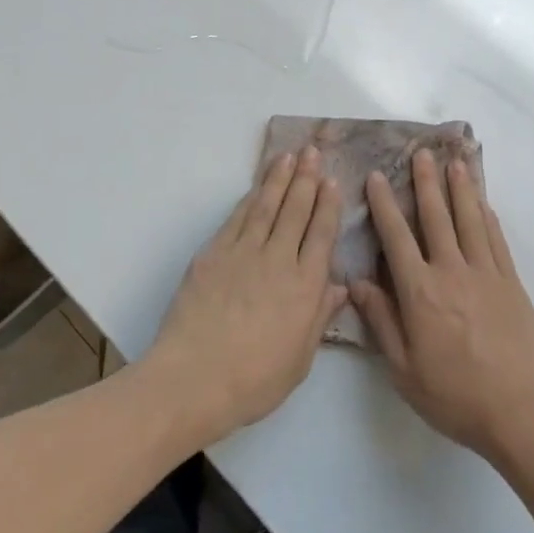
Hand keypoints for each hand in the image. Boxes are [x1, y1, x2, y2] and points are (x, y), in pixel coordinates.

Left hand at [142, 147, 346, 444]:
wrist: (194, 377)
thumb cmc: (253, 380)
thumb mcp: (299, 360)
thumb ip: (319, 318)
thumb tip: (339, 287)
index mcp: (304, 286)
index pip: (321, 234)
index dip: (327, 205)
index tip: (332, 181)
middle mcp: (278, 259)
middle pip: (296, 210)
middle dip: (306, 178)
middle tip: (312, 151)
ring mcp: (244, 252)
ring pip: (266, 205)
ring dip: (279, 178)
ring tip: (288, 156)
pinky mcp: (214, 252)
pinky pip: (237, 217)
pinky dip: (249, 198)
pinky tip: (256, 188)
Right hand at [350, 150, 533, 463]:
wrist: (521, 413)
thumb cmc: (455, 395)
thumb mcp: (404, 369)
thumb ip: (381, 321)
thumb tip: (357, 282)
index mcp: (420, 291)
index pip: (396, 237)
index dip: (385, 204)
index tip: (377, 176)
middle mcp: (451, 271)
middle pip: (436, 217)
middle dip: (425, 182)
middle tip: (421, 152)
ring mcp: (486, 274)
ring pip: (469, 220)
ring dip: (460, 189)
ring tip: (454, 162)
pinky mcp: (511, 284)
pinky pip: (497, 241)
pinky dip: (488, 218)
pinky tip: (483, 204)